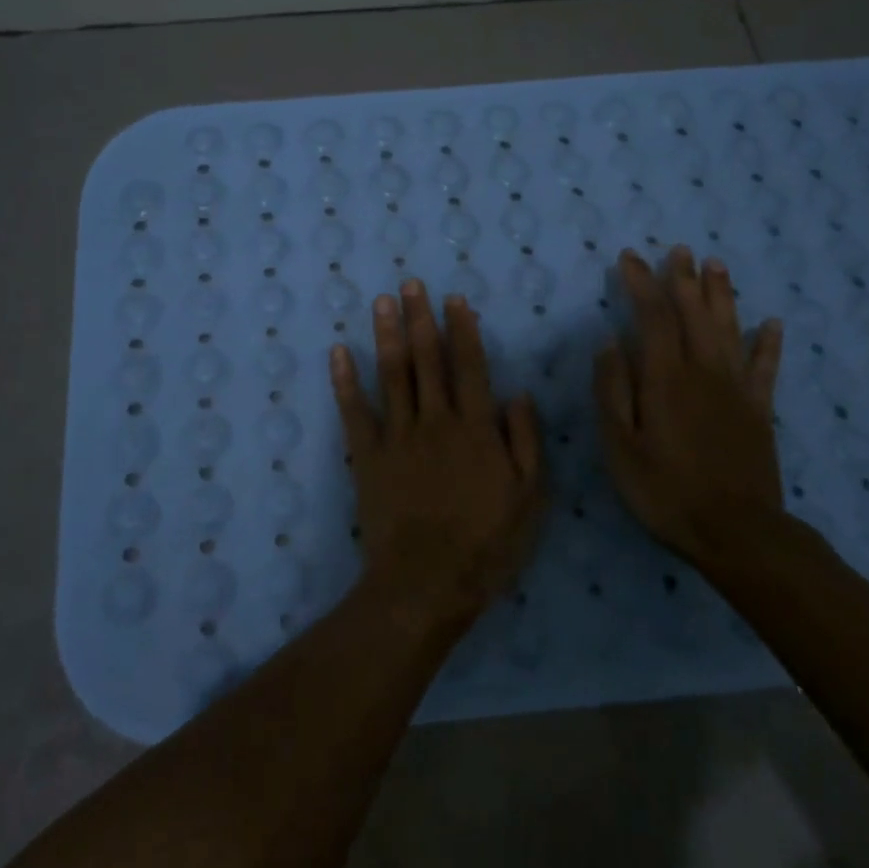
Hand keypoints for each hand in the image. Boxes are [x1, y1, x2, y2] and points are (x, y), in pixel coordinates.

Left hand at [331, 279, 547, 629]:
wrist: (427, 583)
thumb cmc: (487, 545)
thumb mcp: (530, 499)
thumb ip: (526, 442)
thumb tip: (519, 394)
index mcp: (476, 428)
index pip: (469, 366)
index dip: (462, 330)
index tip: (454, 299)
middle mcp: (434, 420)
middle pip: (426, 359)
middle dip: (419, 318)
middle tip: (410, 284)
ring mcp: (396, 436)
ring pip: (391, 374)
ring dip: (386, 335)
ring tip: (382, 302)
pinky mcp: (366, 456)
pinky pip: (353, 411)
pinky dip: (344, 380)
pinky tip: (338, 352)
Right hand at [594, 247, 785, 564]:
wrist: (735, 532)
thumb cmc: (664, 491)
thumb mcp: (620, 446)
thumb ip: (613, 391)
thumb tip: (609, 343)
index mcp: (665, 379)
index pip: (652, 317)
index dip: (641, 284)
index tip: (630, 258)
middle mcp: (703, 373)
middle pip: (694, 314)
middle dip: (684, 279)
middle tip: (680, 250)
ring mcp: (736, 390)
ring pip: (729, 330)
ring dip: (722, 296)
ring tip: (717, 265)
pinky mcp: (759, 412)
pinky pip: (765, 368)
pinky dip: (768, 343)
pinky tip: (772, 323)